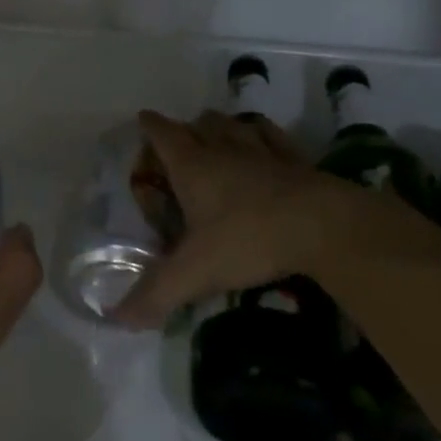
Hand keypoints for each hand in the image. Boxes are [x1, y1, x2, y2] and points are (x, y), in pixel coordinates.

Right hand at [113, 109, 368, 327]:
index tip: (142, 121)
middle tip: (181, 148)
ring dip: (222, 128)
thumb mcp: (195, 272)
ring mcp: (262, 151)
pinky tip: (264, 147)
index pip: (162, 133)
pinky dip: (262, 136)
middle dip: (187, 128)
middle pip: (199, 123)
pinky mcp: (296, 161)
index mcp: (192, 166)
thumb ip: (156, 294)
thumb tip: (117, 319)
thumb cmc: (248, 239)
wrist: (323, 226)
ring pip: (234, 125)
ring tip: (218, 141)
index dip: (150, 126)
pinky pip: (272, 137)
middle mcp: (223, 149)